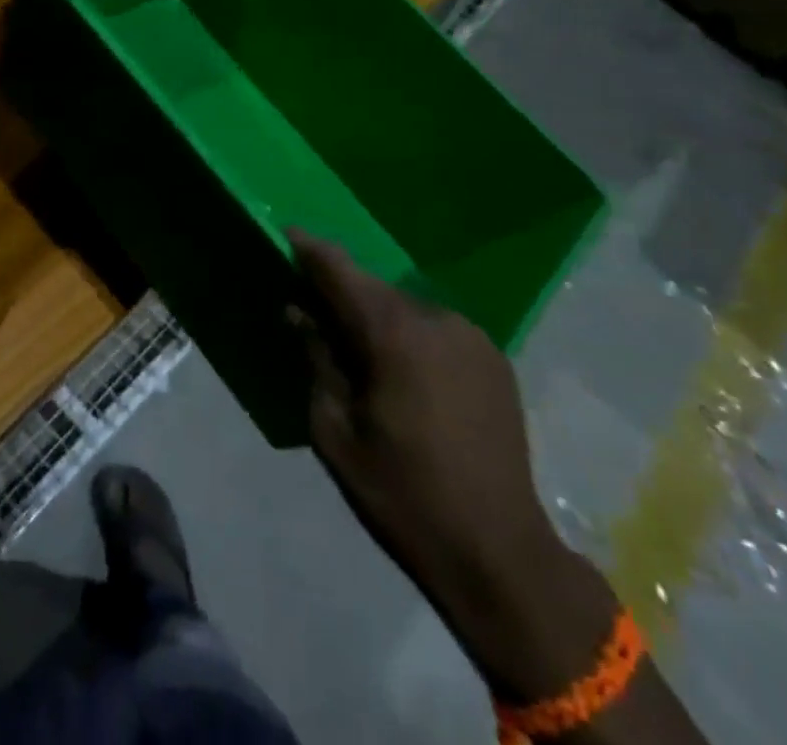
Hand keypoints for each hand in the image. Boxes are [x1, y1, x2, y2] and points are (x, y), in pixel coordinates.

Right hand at [287, 231, 556, 599]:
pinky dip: (410, 335)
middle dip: (341, 290)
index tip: (286, 234)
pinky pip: (435, 330)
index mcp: (395, 334)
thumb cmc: (403, 494)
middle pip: (374, 289)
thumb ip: (317, 360)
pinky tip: (402, 369)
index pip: (341, 272)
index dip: (310, 250)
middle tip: (311, 303)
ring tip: (357, 345)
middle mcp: (436, 320)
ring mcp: (471, 337)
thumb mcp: (336, 431)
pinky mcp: (493, 358)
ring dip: (377, 316)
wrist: (499, 553)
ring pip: (406, 309)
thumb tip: (300, 313)